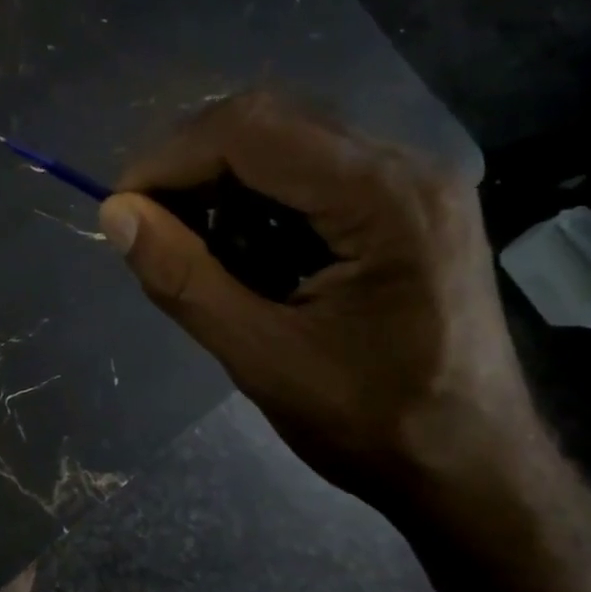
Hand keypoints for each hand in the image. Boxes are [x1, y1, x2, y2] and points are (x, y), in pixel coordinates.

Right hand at [99, 93, 544, 510]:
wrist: (475, 470)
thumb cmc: (376, 425)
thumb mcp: (263, 359)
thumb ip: (184, 280)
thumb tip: (115, 215)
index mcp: (386, 199)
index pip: (252, 131)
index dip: (170, 157)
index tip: (121, 207)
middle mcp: (408, 167)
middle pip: (272, 121)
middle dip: (192, 165)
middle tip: (148, 224)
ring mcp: (413, 183)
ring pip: (289, 141)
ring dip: (223, 182)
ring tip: (190, 243)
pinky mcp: (406, 206)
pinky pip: (313, 171)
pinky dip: (258, 199)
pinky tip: (242, 249)